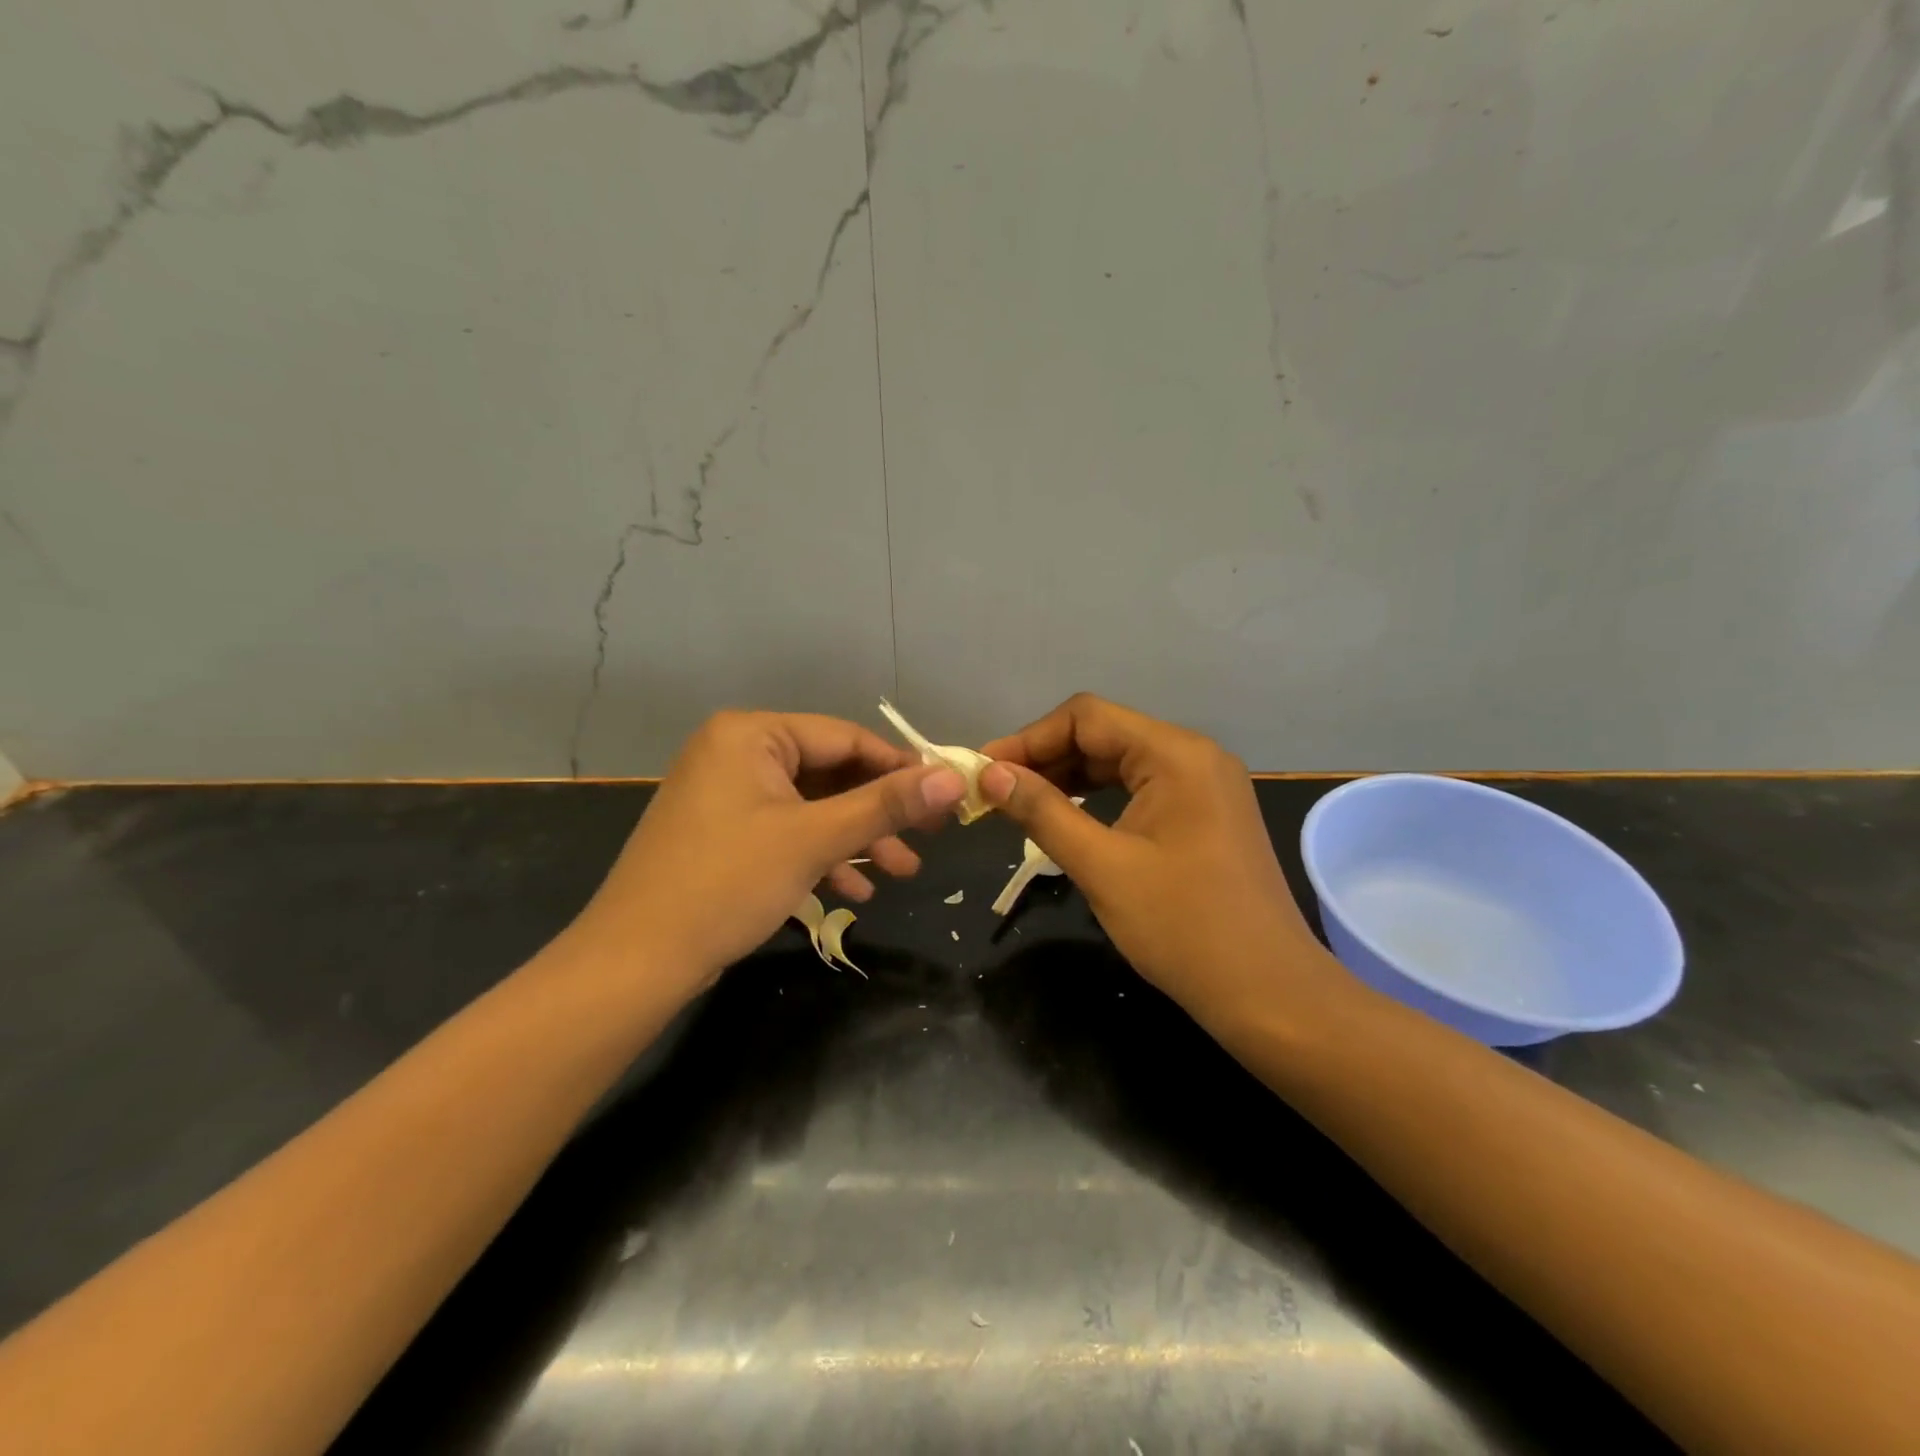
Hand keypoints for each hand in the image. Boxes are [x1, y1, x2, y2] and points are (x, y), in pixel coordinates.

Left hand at [568, 711, 965, 994]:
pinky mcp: (723, 833)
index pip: (845, 737)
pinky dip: (821, 855)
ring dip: (857, 839)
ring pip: (811, 807)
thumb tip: (952, 778)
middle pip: (829, 773)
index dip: (899, 767)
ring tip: (902, 873)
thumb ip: (885, 806)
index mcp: (751, 734)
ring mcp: (727, 795)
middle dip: (878, 813)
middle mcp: (736, 752)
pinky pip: (786, 831)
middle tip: (929, 839)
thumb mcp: (814, 839)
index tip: (944, 796)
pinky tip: (855, 890)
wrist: (635, 960)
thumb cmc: (727, 883)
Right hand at [979, 694, 1342, 1017]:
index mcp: (1176, 755)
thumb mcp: (1102, 867)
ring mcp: (1205, 785)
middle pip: (1104, 734)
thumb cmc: (1184, 928)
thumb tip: (990, 774)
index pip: (1087, 717)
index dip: (1029, 739)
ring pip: (1121, 761)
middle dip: (1046, 758)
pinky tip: (1068, 817)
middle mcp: (1194, 756)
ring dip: (1069, 778)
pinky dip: (1099, 797)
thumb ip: (1043, 812)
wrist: (1269, 994)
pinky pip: (1141, 787)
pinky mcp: (1205, 814)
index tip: (985, 771)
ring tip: (1020, 804)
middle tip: (995, 791)